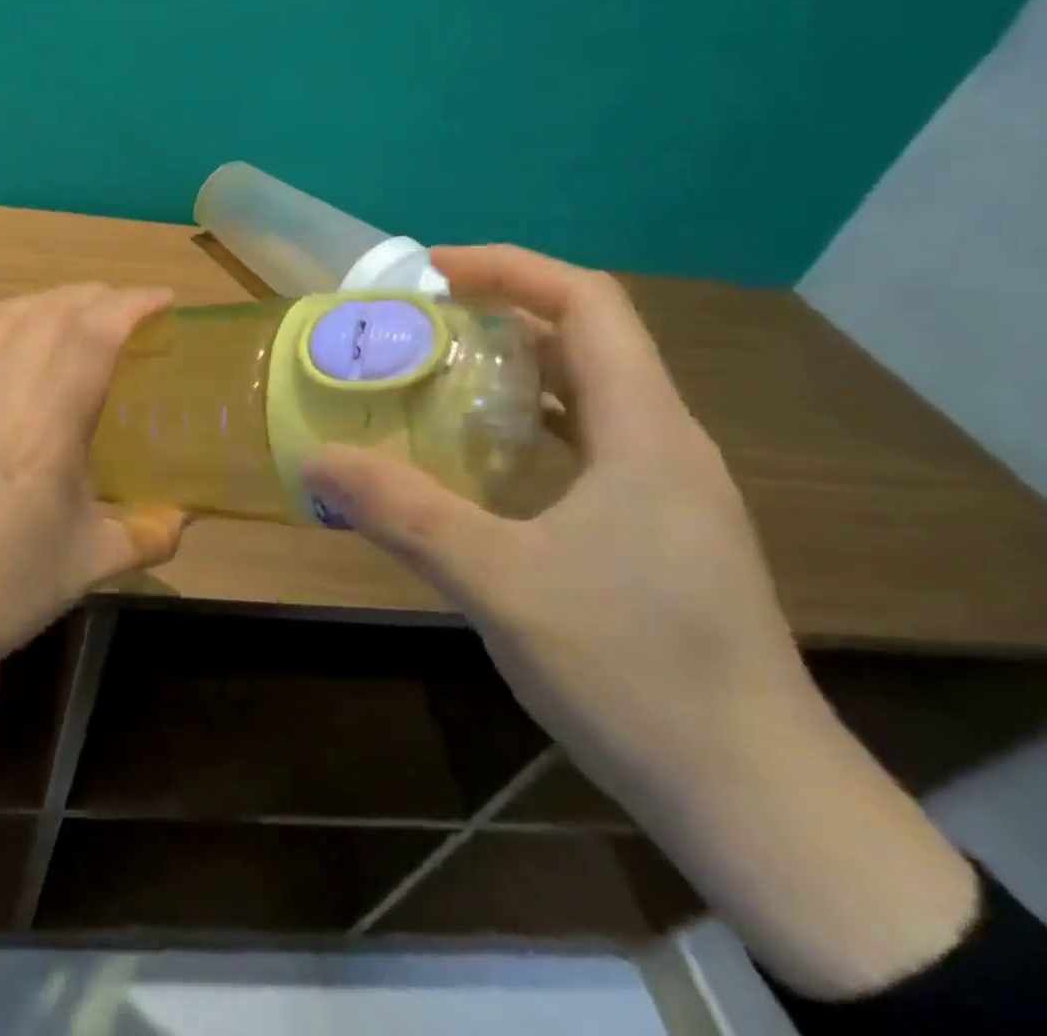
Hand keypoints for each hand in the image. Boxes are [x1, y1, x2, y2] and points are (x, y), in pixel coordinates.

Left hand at [0, 284, 184, 810]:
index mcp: (44, 433)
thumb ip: (144, 536)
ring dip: (45, 301)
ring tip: (73, 309)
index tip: (163, 299)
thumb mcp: (83, 570)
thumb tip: (182, 518)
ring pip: (0, 318)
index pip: (91, 338)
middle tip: (127, 308)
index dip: (131, 305)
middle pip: (48, 315)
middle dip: (96, 297)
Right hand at [303, 245, 975, 999]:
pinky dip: (524, 428)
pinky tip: (473, 459)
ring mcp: (665, 490)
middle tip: (411, 326)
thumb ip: (403, 513)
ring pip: (583, 396)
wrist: (753, 798)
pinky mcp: (655, 530)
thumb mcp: (499, 582)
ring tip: (429, 378)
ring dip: (508, 373)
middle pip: (584, 340)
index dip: (508, 269)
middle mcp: (663, 443)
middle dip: (496, 316)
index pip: (586, 304)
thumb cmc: (633, 672)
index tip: (429, 271)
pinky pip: (583, 446)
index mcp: (644, 431)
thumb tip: (314, 459)